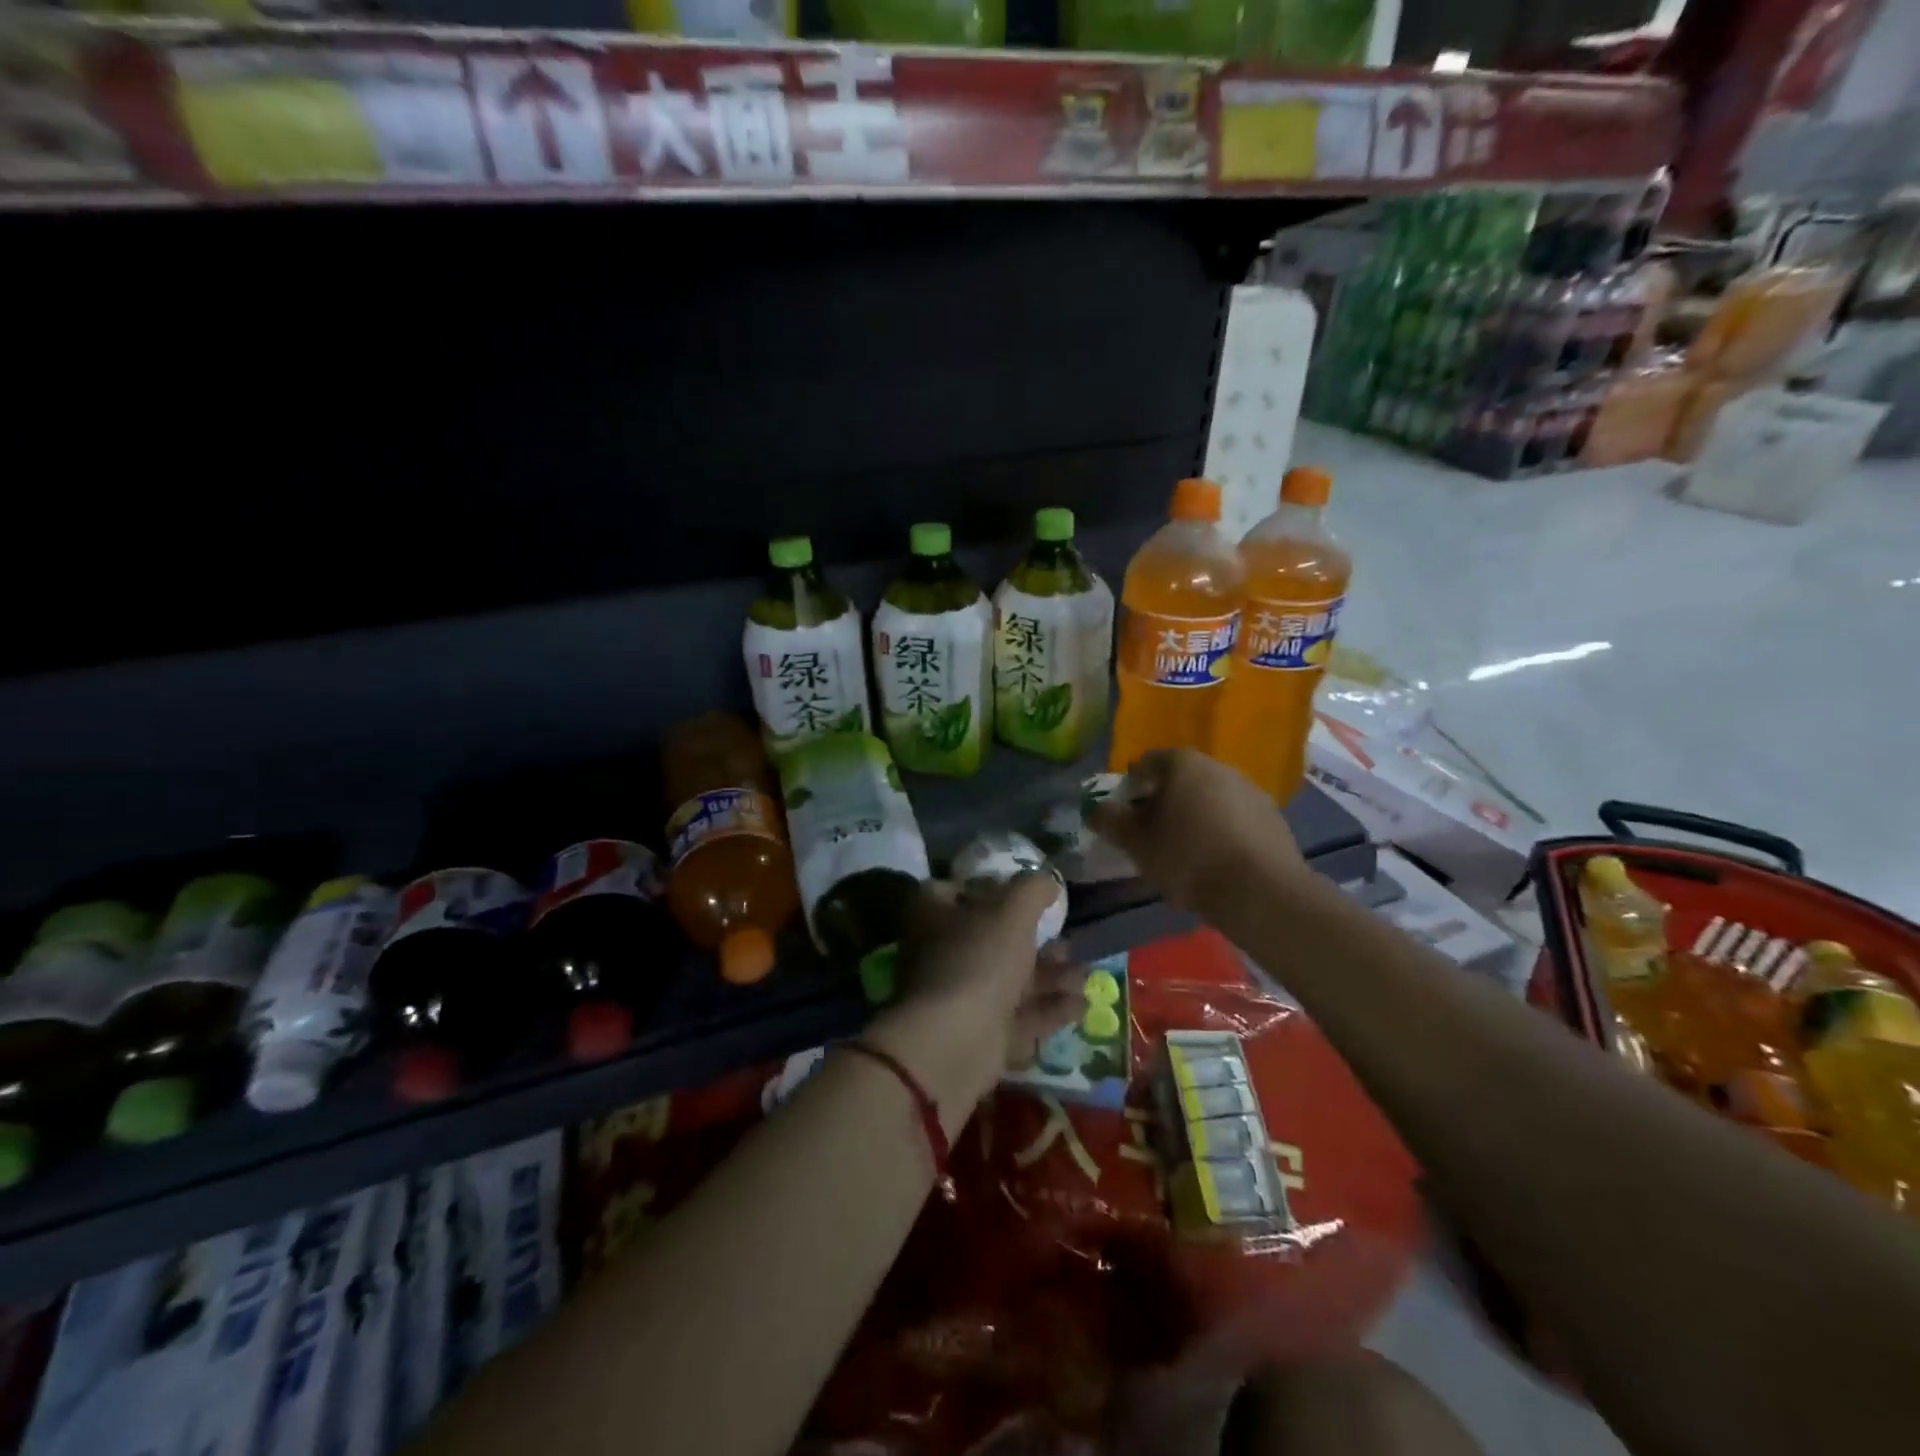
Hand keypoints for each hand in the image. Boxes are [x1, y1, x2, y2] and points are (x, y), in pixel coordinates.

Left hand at [867, 874, 1082, 1130]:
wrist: (957, 1042)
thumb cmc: (980, 959)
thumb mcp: (1012, 911)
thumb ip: (1033, 890)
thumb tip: (1047, 882)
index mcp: (935, 915)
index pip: (955, 890)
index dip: (988, 887)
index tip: (1024, 891)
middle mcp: (943, 953)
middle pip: (992, 938)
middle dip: (1036, 941)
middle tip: (1068, 941)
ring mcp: (960, 996)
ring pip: (1011, 980)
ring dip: (1050, 976)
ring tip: (1084, 975)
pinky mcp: (980, 1034)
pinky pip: (1019, 1016)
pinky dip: (1050, 1009)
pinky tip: (1082, 1005)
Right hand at [1088, 750, 1307, 918]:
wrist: (1261, 891)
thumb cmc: (1188, 858)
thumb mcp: (1136, 843)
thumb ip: (1111, 821)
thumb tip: (1095, 809)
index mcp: (1183, 763)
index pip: (1147, 763)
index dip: (1130, 787)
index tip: (1125, 816)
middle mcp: (1219, 766)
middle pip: (1180, 779)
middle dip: (1163, 802)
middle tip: (1150, 835)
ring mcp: (1250, 790)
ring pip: (1209, 798)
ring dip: (1194, 816)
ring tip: (1183, 852)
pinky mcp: (1272, 818)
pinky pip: (1234, 817)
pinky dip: (1220, 831)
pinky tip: (1215, 861)